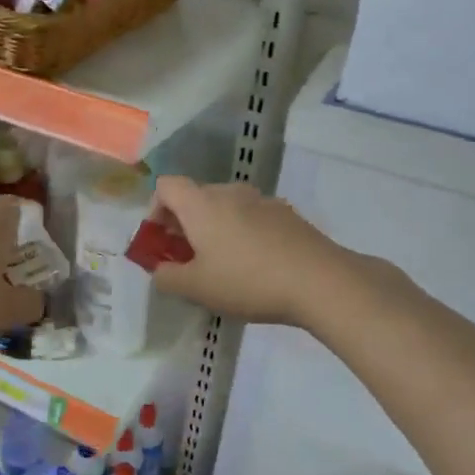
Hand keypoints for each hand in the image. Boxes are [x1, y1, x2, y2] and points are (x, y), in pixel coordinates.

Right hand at [148, 177, 355, 327]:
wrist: (320, 281)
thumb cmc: (247, 281)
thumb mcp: (196, 288)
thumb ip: (167, 277)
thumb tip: (160, 270)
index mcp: (201, 204)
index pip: (166, 186)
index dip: (155, 210)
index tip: (161, 241)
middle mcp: (230, 192)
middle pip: (196, 196)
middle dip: (184, 224)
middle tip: (187, 259)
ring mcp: (262, 200)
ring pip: (225, 207)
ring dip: (214, 229)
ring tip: (222, 265)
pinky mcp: (287, 214)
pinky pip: (252, 217)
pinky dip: (242, 233)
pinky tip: (255, 266)